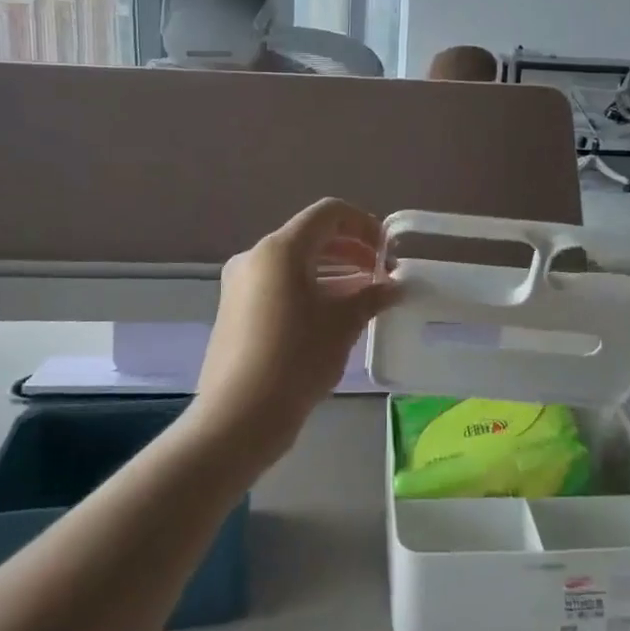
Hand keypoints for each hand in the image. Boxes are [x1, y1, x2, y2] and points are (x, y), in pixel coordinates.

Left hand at [191, 199, 397, 467]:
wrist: (239, 416)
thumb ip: (372, 296)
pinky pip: (279, 285)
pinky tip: (331, 317)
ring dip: (332, 272)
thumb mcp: (343, 324)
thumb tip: (394, 287)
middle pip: (310, 237)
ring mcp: (241, 285)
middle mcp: (255, 257)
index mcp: (280, 249)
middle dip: (350, 251)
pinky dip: (309, 289)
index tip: (386, 251)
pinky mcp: (235, 311)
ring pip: (294, 263)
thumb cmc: (296, 358)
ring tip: (363, 298)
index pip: (328, 213)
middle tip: (380, 275)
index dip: (363, 224)